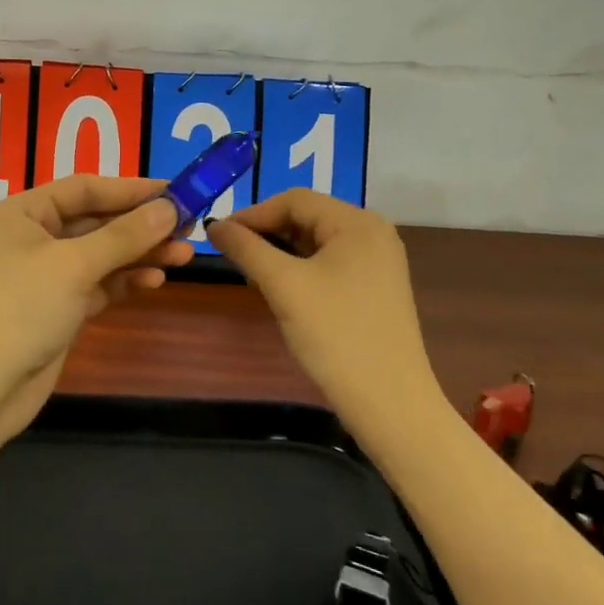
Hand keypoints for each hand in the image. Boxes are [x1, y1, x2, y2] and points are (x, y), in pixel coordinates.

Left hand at [0, 175, 193, 439]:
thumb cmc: (18, 310)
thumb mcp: (73, 265)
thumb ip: (124, 236)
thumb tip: (170, 208)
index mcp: (20, 213)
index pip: (83, 188)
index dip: (130, 189)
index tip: (176, 191)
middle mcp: (30, 239)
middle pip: (94, 221)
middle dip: (140, 225)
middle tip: (189, 226)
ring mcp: (42, 277)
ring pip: (99, 255)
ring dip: (139, 254)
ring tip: (185, 255)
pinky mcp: (55, 310)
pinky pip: (97, 285)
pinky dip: (124, 281)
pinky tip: (156, 280)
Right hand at [206, 190, 440, 428]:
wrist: (389, 404)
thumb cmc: (336, 335)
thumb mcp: (283, 286)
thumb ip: (246, 248)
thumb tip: (214, 225)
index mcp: (358, 222)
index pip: (294, 200)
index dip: (253, 214)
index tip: (219, 236)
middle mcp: (373, 233)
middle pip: (307, 218)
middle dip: (267, 233)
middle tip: (232, 257)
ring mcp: (378, 262)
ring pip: (316, 242)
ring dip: (281, 253)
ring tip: (252, 275)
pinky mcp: (376, 288)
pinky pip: (330, 264)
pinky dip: (301, 270)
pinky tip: (281, 290)